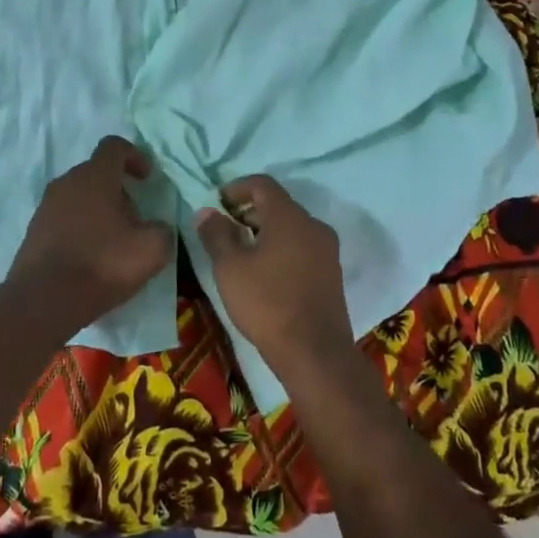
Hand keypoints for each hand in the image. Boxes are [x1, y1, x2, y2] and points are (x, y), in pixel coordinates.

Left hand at [10, 136, 174, 324]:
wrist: (44, 300)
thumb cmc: (102, 264)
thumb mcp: (152, 250)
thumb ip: (162, 230)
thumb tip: (158, 227)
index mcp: (95, 176)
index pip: (114, 146)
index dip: (135, 156)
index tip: (146, 178)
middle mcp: (67, 182)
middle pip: (96, 173)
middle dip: (118, 189)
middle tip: (134, 218)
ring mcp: (46, 206)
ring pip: (79, 196)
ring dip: (98, 210)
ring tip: (113, 241)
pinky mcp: (34, 230)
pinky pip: (63, 218)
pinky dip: (79, 228)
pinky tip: (90, 257)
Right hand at [195, 175, 351, 376]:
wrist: (315, 353)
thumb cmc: (267, 303)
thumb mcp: (230, 267)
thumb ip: (216, 234)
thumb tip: (207, 211)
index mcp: (289, 216)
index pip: (263, 184)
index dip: (237, 188)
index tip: (217, 203)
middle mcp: (313, 225)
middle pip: (278, 205)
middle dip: (249, 212)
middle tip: (224, 230)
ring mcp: (327, 250)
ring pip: (291, 228)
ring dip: (265, 232)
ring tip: (241, 253)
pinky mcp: (331, 274)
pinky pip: (302, 248)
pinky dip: (281, 249)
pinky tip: (265, 273)